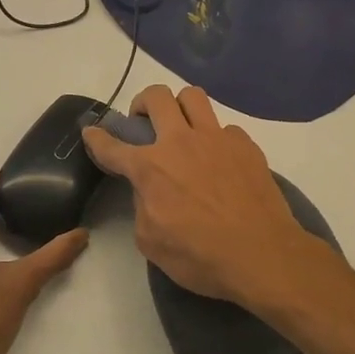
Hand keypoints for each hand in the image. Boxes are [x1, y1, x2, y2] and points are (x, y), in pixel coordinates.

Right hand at [82, 86, 327, 309]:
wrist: (262, 255)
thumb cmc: (201, 257)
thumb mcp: (152, 243)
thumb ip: (142, 208)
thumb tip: (149, 191)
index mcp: (151, 168)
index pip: (113, 146)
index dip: (97, 138)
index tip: (91, 132)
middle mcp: (181, 142)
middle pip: (156, 97)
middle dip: (141, 103)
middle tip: (143, 121)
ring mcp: (217, 139)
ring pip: (193, 96)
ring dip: (180, 106)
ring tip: (181, 126)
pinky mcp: (246, 145)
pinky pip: (225, 128)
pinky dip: (216, 138)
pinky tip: (219, 159)